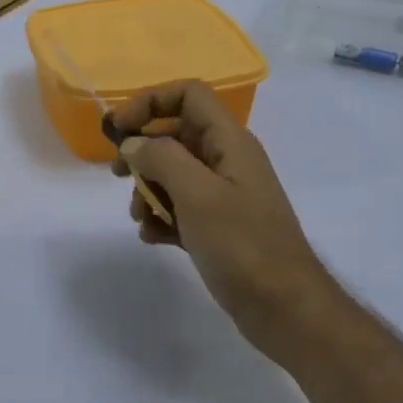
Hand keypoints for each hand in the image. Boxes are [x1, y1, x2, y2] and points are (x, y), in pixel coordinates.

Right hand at [112, 81, 341, 364]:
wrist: (284, 307)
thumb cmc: (242, 245)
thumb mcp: (197, 194)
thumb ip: (161, 159)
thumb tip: (133, 143)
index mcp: (230, 142)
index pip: (189, 95)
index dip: (150, 102)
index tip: (118, 130)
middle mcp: (227, 161)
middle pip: (176, 136)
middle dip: (144, 153)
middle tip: (119, 176)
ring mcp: (224, 196)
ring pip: (174, 175)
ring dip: (149, 191)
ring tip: (141, 218)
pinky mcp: (218, 228)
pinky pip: (181, 209)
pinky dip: (162, 218)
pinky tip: (154, 238)